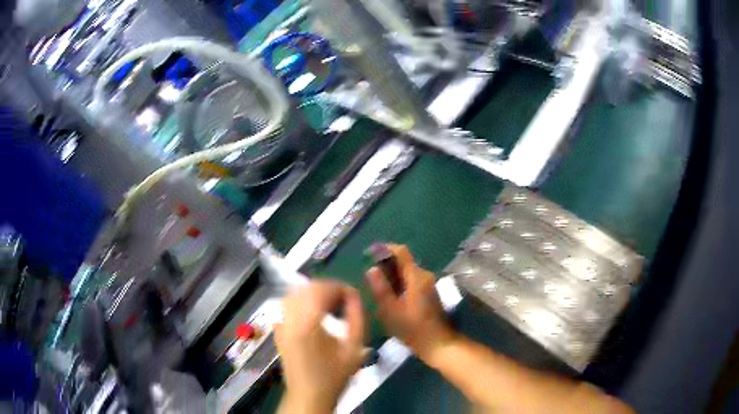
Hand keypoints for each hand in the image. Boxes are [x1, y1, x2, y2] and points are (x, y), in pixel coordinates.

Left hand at [274, 280, 365, 413]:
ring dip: (314, 294)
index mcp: (307, 322)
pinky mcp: (277, 328)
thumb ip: (357, 317)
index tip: (353, 296)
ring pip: (295, 293)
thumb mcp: (354, 348)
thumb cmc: (334, 375)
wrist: (309, 395)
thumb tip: (354, 296)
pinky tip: (313, 315)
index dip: (340, 287)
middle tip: (343, 302)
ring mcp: (279, 322)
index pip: (321, 288)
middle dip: (328, 289)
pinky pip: (287, 304)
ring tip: (330, 308)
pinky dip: (301, 301)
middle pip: (307, 287)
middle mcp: (288, 317)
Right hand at [366, 244, 457, 361]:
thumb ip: (381, 288)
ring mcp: (428, 284)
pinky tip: (390, 297)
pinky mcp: (429, 292)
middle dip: (385, 264)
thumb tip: (371, 268)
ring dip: (392, 275)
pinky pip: (411, 280)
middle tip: (369, 277)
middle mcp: (424, 275)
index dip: (384, 249)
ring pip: (407, 271)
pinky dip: (399, 283)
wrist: (438, 343)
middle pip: (403, 261)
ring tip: (376, 287)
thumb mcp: (391, 311)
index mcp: (416, 277)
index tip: (368, 254)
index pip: (401, 251)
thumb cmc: (413, 329)